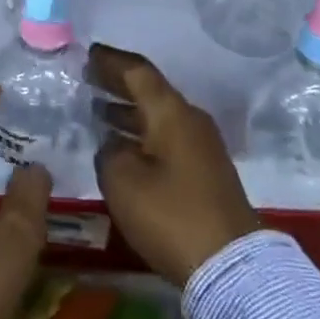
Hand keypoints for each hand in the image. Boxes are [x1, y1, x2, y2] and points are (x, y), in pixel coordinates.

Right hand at [88, 44, 260, 285]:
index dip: (111, 61)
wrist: (231, 266)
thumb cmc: (172, 215)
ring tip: (96, 111)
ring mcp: (201, 146)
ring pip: (158, 117)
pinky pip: (166, 138)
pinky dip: (141, 134)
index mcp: (171, 112)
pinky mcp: (205, 172)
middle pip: (150, 91)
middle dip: (118, 84)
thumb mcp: (123, 181)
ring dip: (128, 112)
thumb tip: (113, 145)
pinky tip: (122, 148)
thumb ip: (110, 152)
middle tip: (87, 78)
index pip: (138, 71)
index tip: (88, 53)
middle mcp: (189, 119)